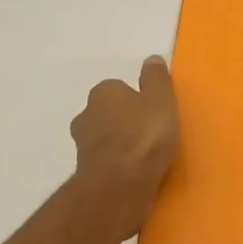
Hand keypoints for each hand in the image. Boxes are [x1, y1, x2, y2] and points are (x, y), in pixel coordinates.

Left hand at [71, 56, 179, 240]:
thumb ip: (156, 79)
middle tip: (149, 133)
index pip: (118, 88)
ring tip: (144, 156)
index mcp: (104, 92)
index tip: (152, 112)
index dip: (136, 99)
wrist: (119, 184)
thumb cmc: (144, 136)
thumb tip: (152, 58)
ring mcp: (82, 145)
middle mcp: (86, 114)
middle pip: (107, 113)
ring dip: (119, 144)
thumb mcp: (161, 100)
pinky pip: (105, 161)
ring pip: (104, 138)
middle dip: (123, 120)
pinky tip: (135, 173)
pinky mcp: (85, 171)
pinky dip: (116, 164)